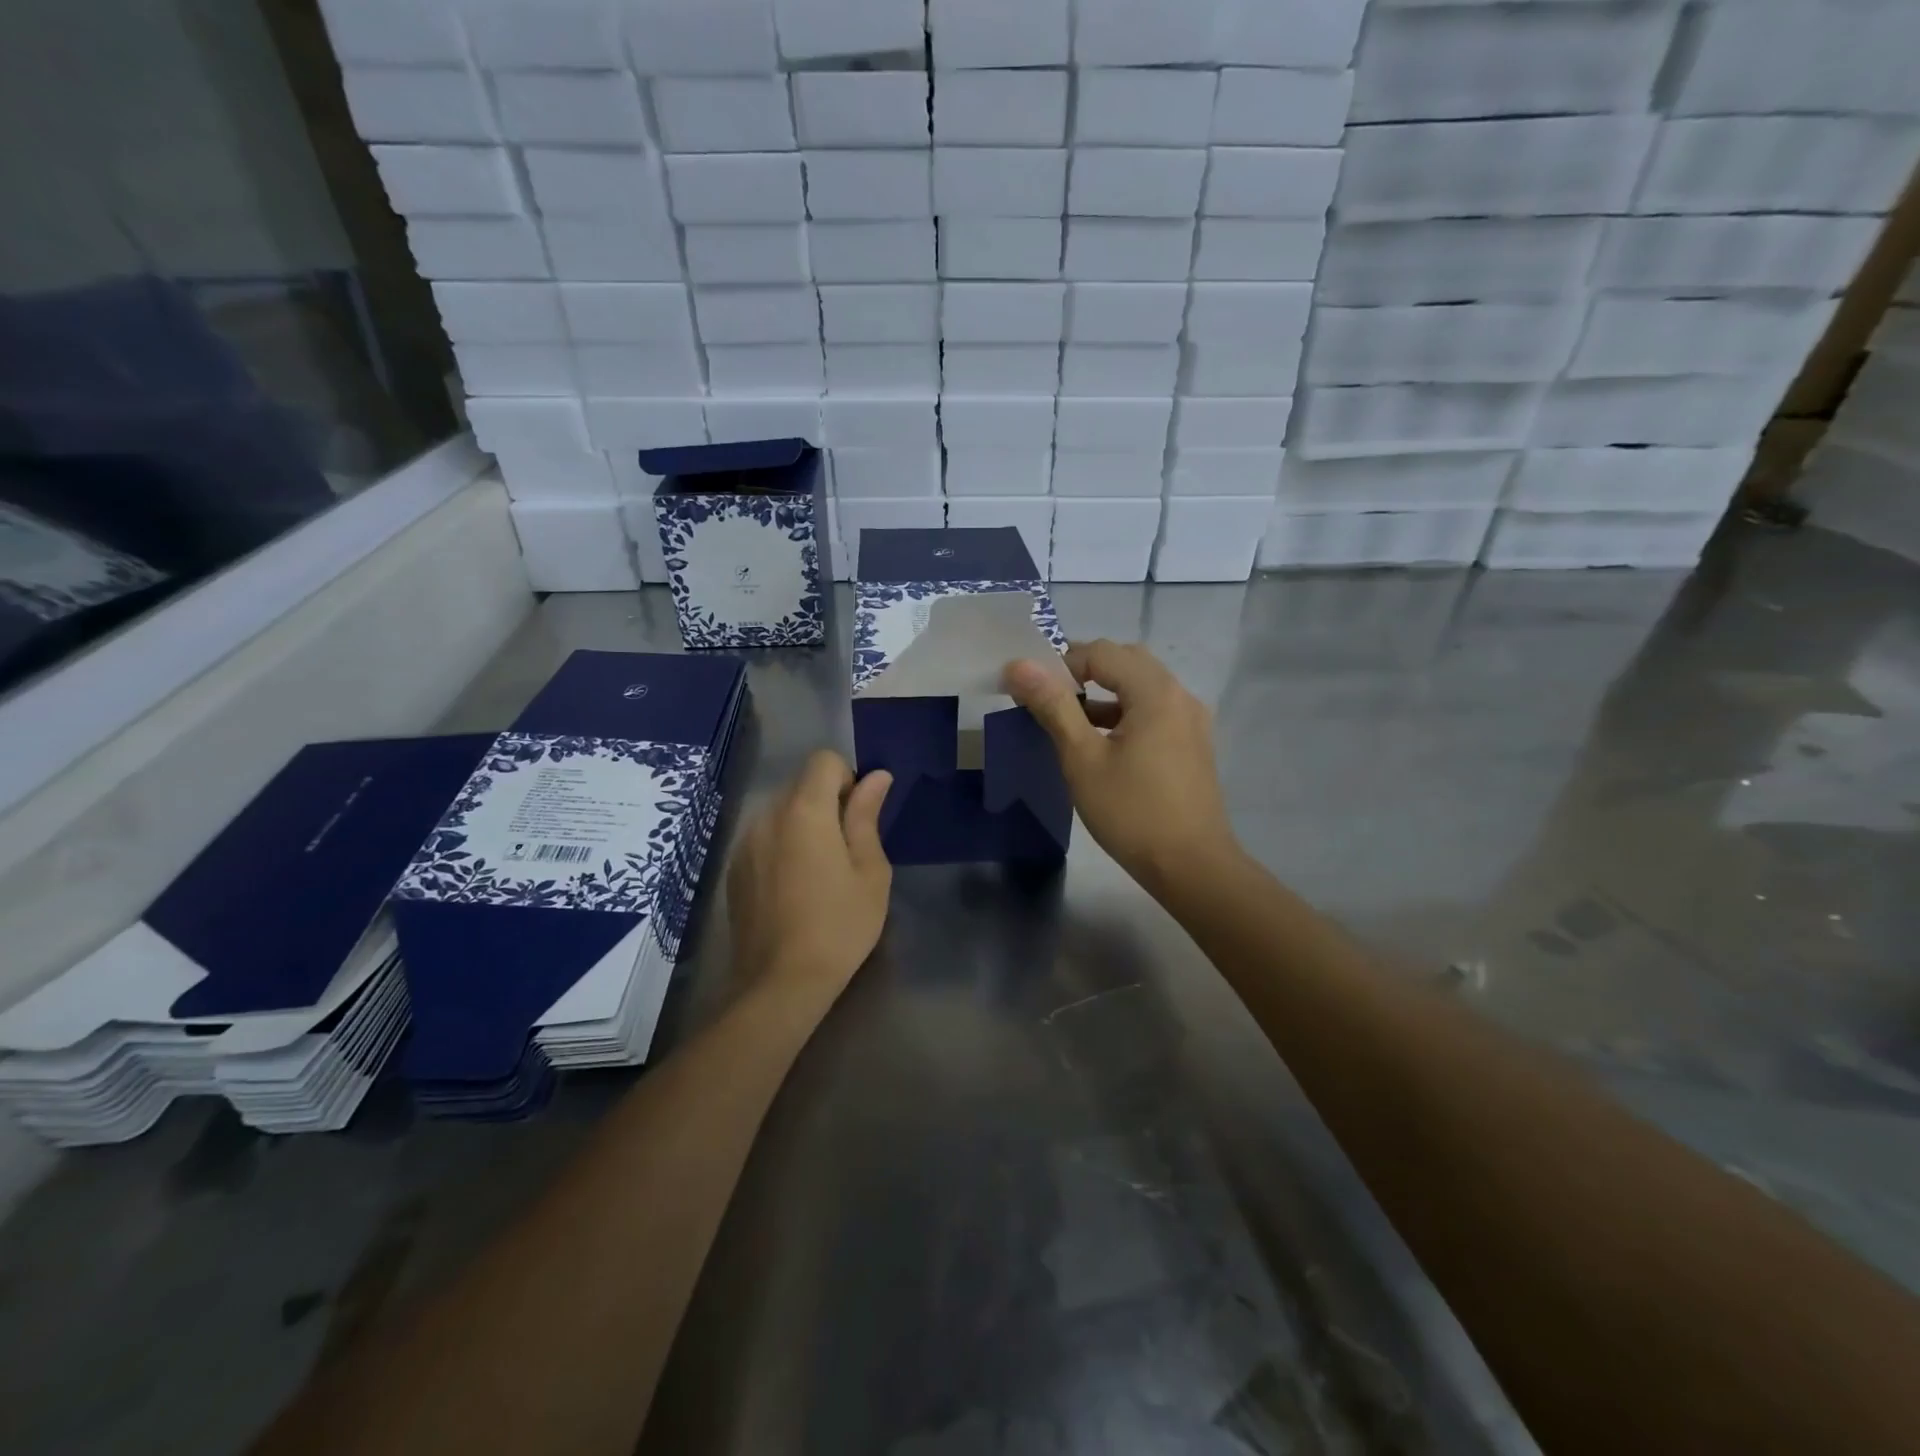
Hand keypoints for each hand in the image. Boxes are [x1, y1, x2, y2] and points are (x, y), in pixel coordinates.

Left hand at [727, 750, 892, 1012]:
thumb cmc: (839, 924)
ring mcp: (745, 842)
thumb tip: (876, 777)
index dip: (848, 779)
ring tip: (819, 874)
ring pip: (781, 811)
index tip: (858, 818)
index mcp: (805, 810)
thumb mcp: (870, 871)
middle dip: (827, 802)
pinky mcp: (734, 868)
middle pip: (801, 784)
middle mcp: (767, 816)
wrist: (781, 982)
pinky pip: (764, 837)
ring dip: (804, 825)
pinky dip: (782, 846)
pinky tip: (793, 889)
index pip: (824, 760)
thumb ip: (867, 816)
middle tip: (846, 851)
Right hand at [1004, 640, 1237, 892]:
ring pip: (1141, 687)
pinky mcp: (1192, 744)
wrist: (1191, 866)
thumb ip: (1053, 706)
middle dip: (1084, 671)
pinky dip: (1123, 713)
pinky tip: (1100, 741)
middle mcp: (1180, 695)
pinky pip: (1153, 711)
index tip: (1030, 689)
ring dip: (1103, 693)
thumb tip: (1019, 666)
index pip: (1102, 652)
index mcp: (1156, 691)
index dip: (1061, 663)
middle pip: (1126, 662)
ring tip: (1067, 717)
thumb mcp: (1083, 758)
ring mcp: (1191, 721)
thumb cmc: (1132, 812)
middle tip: (1048, 696)